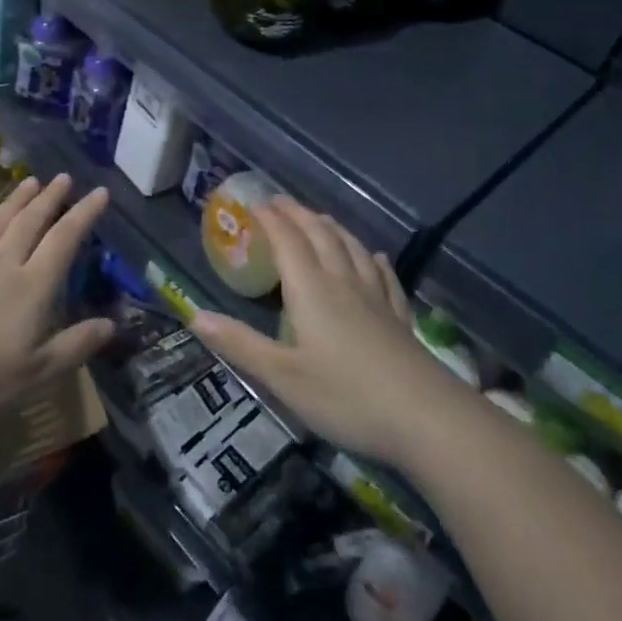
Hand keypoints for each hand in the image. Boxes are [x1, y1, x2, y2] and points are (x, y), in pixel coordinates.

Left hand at [0, 174, 112, 421]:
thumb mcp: (37, 373)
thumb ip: (74, 346)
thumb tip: (112, 323)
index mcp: (31, 287)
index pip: (64, 241)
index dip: (84, 214)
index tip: (100, 192)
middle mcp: (1, 266)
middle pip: (30, 223)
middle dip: (49, 199)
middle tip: (63, 177)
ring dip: (14, 201)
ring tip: (29, 181)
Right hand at [191, 197, 444, 468]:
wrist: (427, 419)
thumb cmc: (346, 396)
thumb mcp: (283, 376)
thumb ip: (240, 344)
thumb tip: (194, 315)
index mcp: (312, 291)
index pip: (288, 242)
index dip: (271, 219)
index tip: (255, 203)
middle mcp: (343, 284)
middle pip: (320, 237)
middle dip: (299, 215)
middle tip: (281, 201)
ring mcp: (377, 299)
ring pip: (352, 250)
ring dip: (332, 228)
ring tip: (320, 218)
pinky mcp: (400, 319)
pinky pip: (385, 277)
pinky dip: (374, 260)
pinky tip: (375, 256)